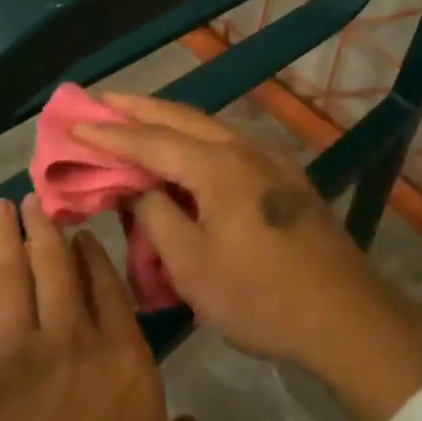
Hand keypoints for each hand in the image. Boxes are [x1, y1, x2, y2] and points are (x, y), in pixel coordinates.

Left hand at [0, 194, 201, 420]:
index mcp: (126, 367)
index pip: (111, 292)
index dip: (96, 257)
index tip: (83, 232)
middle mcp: (74, 346)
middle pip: (58, 271)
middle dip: (46, 229)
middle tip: (34, 196)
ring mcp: (18, 358)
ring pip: (13, 281)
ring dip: (6, 240)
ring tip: (1, 208)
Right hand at [74, 95, 421, 420]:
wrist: (348, 319)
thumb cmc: (261, 297)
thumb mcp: (193, 266)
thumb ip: (157, 217)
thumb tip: (139, 189)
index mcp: (218, 167)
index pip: (151, 141)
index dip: (109, 134)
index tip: (73, 125)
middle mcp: (245, 150)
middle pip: (182, 119)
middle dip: (138, 109)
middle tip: (101, 101)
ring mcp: (271, 161)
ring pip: (209, 127)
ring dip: (170, 120)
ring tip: (137, 118)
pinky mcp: (286, 180)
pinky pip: (229, 144)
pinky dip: (196, 139)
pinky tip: (188, 150)